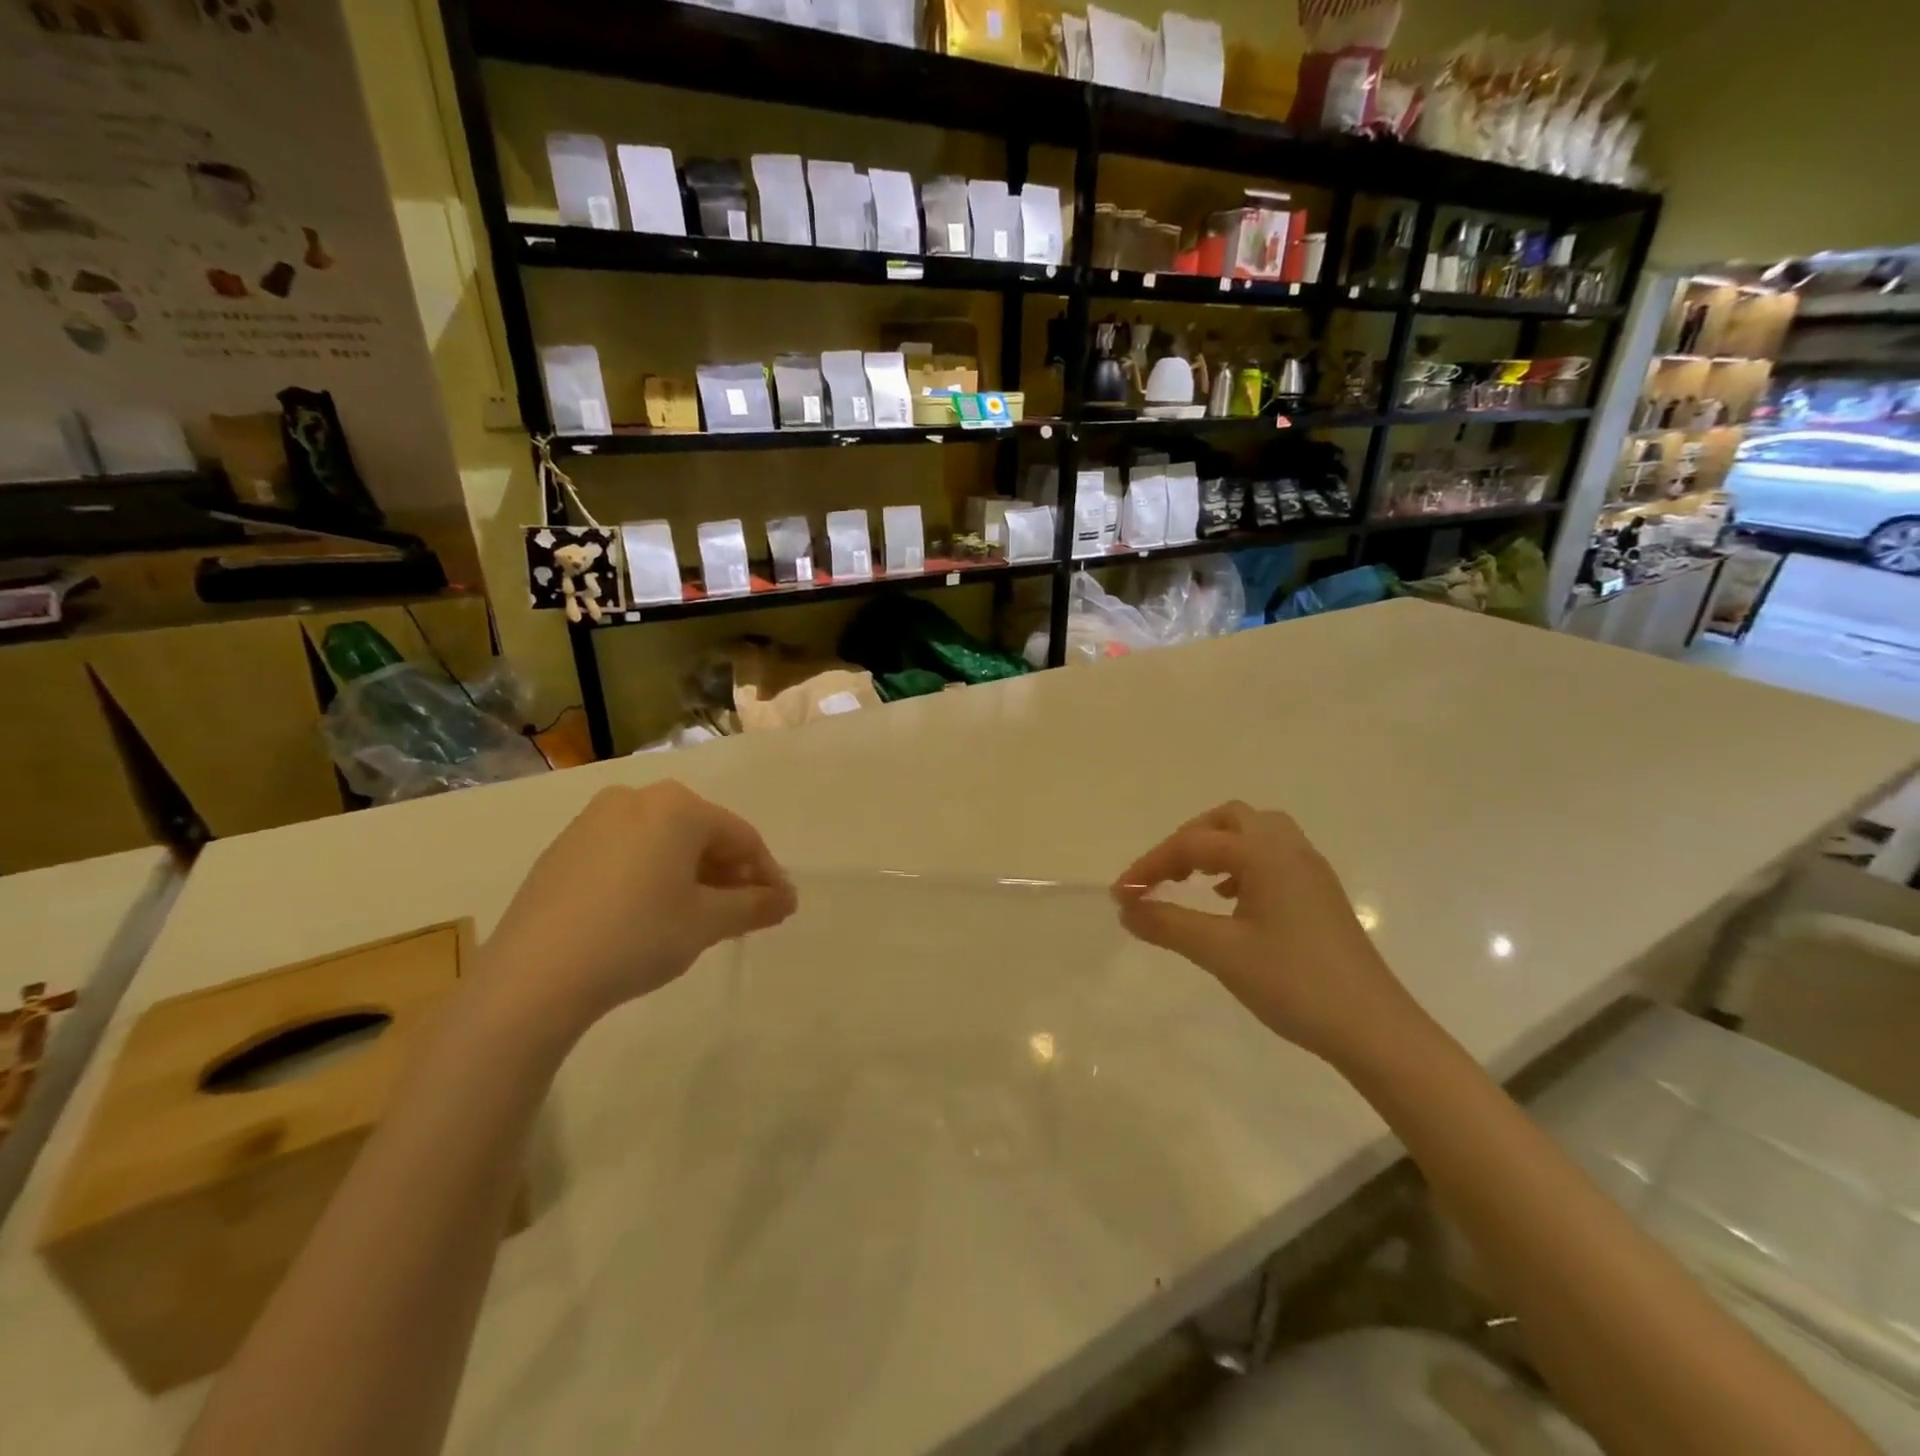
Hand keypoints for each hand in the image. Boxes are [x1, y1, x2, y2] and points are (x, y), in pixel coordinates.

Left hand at [478, 782, 795, 1035]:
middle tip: (742, 914)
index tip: (779, 907)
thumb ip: (755, 906)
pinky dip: (651, 876)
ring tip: (700, 917)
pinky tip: (650, 913)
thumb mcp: (707, 923)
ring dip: (691, 875)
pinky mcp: (563, 849)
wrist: (533, 977)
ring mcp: (593, 821)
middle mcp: (636, 798)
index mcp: (677, 806)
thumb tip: (787, 899)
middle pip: (701, 834)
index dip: (766, 873)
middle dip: (728, 874)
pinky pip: (626, 853)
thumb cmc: (637, 936)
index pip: (741, 836)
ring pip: (662, 842)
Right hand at [1112, 802, 1420, 1067]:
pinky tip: (1231, 901)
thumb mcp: (1220, 952)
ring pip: (1254, 834)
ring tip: (1193, 883)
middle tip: (1163, 877)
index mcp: (1264, 853)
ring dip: (1217, 849)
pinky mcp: (1320, 894)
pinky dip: (1242, 866)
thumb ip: (1167, 923)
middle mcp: (1289, 849)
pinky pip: (1273, 857)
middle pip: (1228, 820)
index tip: (1121, 894)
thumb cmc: (1293, 983)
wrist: (1374, 1029)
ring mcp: (1310, 870)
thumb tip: (1126, 907)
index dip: (1150, 866)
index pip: (1192, 845)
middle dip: (1187, 841)